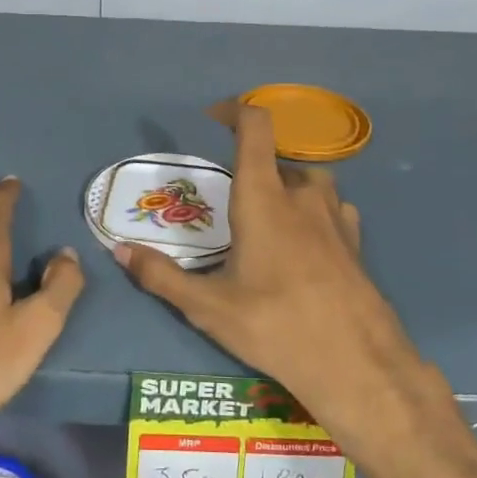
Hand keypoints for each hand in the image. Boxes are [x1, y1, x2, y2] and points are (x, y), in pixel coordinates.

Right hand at [116, 108, 476, 477]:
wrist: (357, 365)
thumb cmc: (276, 327)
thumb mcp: (208, 307)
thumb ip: (161, 275)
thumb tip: (119, 252)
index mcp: (265, 198)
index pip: (256, 129)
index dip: (235, 112)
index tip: (215, 117)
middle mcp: (303, 196)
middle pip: (277, 160)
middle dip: (252, 169)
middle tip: (229, 205)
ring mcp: (337, 217)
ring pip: (307, 183)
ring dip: (284, 189)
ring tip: (266, 222)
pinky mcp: (356, 242)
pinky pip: (331, 209)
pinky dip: (312, 213)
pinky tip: (303, 245)